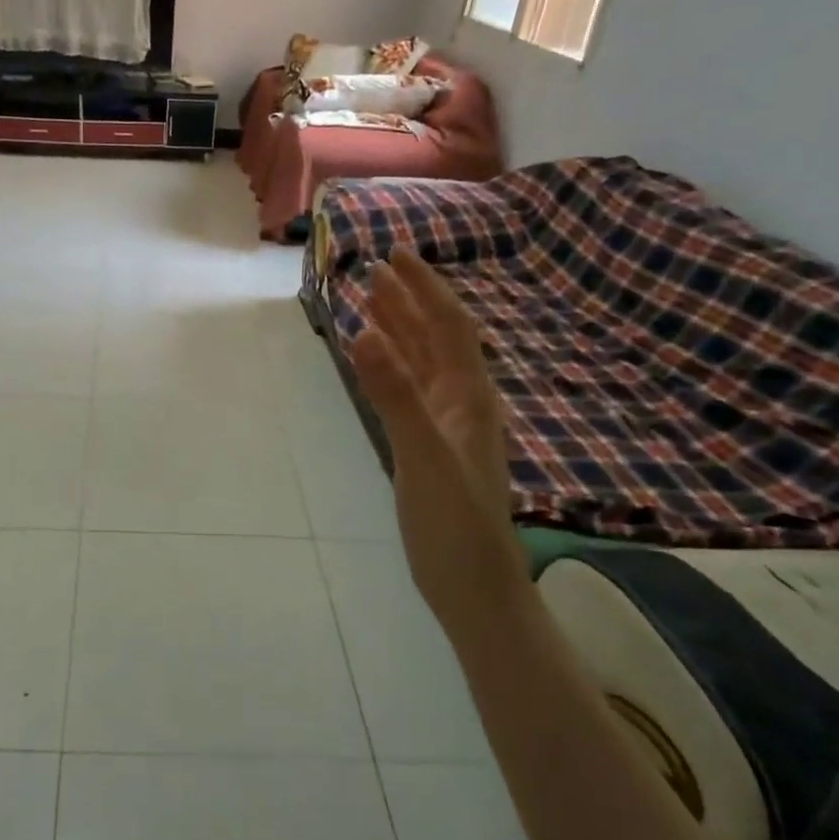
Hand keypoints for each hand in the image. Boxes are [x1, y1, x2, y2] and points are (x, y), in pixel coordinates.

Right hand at [350, 247, 528, 615]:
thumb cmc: (455, 523)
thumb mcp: (424, 455)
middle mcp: (461, 401)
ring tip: (370, 301)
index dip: (424, 287)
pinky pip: (408, 390)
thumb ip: (394, 393)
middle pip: (435, 337)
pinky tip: (375, 362)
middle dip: (408, 300)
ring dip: (398, 328)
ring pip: (421, 362)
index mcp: (468, 396)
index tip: (396, 253)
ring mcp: (445, 425)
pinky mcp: (428, 446)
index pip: (448, 325)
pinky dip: (390, 366)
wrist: (474, 586)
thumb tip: (364, 330)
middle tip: (375, 268)